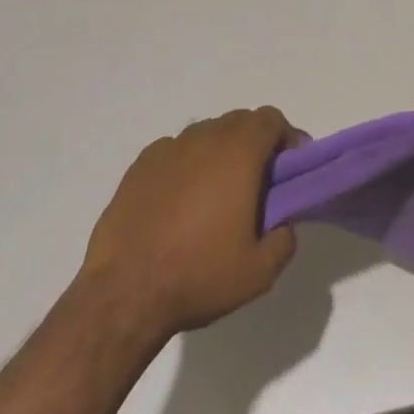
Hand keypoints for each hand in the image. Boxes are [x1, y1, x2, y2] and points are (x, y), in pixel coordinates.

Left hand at [79, 107, 296, 340]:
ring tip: (217, 195)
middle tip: (258, 184)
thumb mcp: (259, 272)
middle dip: (256, 144)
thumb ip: (284, 239)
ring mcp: (168, 148)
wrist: (123, 293)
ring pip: (206, 134)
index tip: (289, 170)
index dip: (286, 138)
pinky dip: (188, 165)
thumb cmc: (198, 275)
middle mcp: (204, 138)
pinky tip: (181, 203)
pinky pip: (175, 152)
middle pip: (239, 122)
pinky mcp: (140, 165)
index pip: (271, 119)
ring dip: (221, 153)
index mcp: (238, 153)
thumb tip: (282, 223)